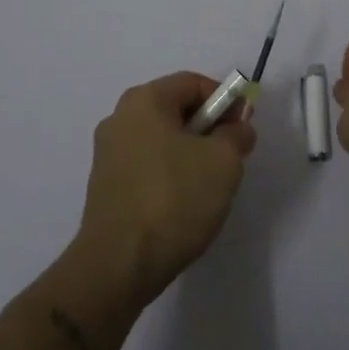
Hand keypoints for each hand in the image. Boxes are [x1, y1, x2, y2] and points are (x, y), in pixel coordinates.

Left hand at [72, 73, 256, 308]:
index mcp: (144, 100)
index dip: (225, 100)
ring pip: (161, 141)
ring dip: (189, 154)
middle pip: (175, 110)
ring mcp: (107, 154)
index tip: (244, 128)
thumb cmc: (174, 199)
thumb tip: (237, 128)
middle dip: (208, 129)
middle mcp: (119, 118)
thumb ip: (236, 134)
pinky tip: (182, 206)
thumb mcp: (223, 161)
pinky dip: (168, 176)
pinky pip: (146, 167)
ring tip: (209, 187)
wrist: (118, 266)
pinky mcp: (104, 188)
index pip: (193, 83)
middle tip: (231, 157)